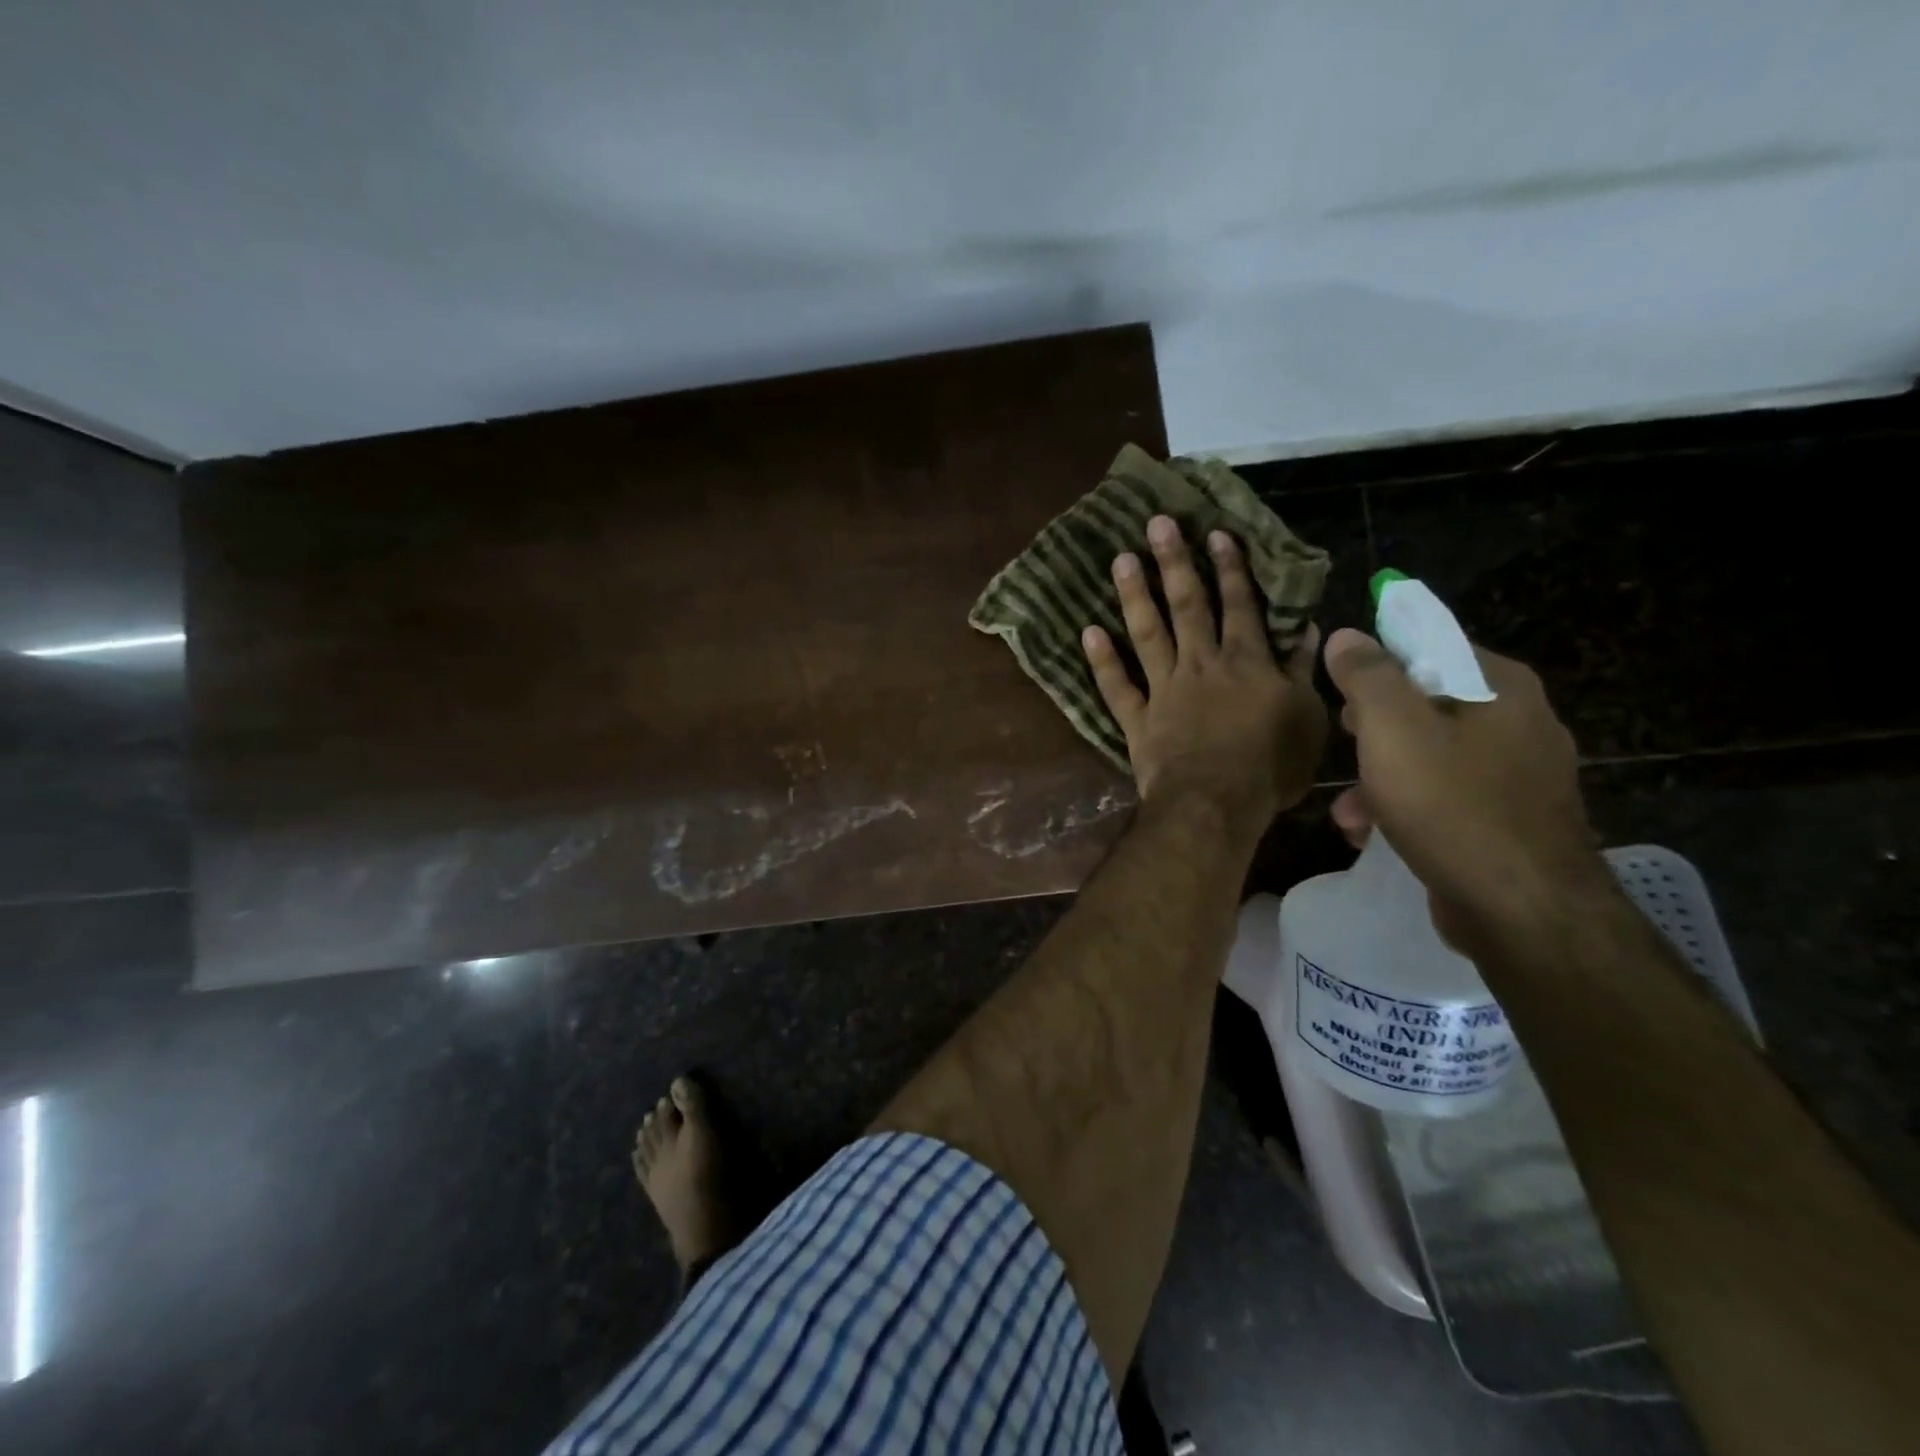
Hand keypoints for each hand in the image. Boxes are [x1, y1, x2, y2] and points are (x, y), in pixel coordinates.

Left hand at [1082, 515, 1325, 842]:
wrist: (1216, 804)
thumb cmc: (1270, 766)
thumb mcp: (1307, 718)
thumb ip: (1302, 671)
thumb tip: (1306, 629)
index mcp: (1245, 661)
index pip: (1238, 604)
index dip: (1229, 568)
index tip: (1215, 534)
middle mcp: (1200, 663)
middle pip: (1187, 605)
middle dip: (1174, 562)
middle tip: (1157, 524)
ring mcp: (1163, 689)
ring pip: (1146, 633)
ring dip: (1134, 595)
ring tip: (1121, 559)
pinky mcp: (1136, 718)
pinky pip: (1115, 685)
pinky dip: (1101, 660)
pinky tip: (1088, 632)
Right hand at [1323, 628, 1612, 943]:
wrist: (1523, 912)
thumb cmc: (1452, 806)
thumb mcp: (1393, 730)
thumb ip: (1368, 676)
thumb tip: (1348, 635)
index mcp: (1501, 687)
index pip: (1431, 645)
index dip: (1379, 661)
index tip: (1343, 688)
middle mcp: (1520, 721)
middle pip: (1427, 703)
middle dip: (1374, 728)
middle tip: (1345, 741)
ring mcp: (1520, 775)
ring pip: (1432, 755)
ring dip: (1381, 776)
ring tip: (1347, 810)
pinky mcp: (1510, 820)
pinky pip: (1446, 797)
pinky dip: (1407, 807)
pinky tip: (1371, 834)